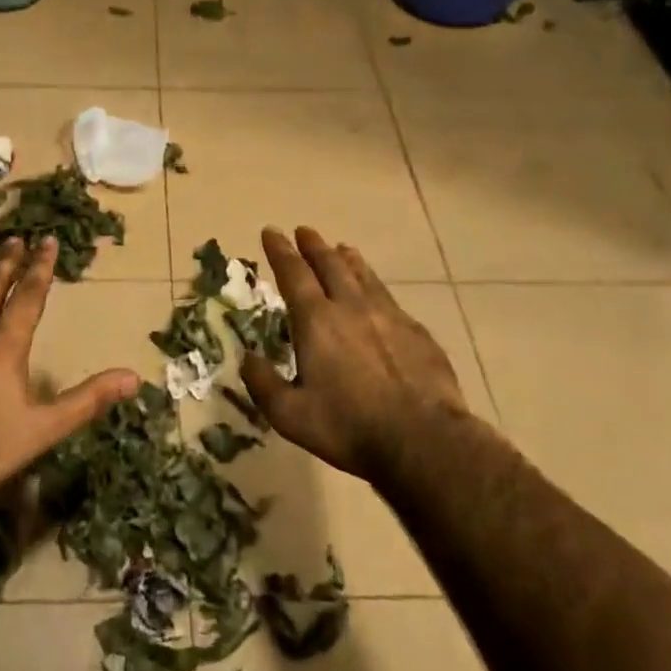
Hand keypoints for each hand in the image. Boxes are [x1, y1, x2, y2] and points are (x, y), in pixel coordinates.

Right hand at [240, 226, 470, 484]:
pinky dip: (374, 283)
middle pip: (329, 265)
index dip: (280, 251)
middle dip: (313, 246)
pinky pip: (388, 297)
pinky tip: (376, 291)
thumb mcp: (290, 414)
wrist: (424, 439)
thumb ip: (263, 383)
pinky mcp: (417, 332)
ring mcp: (388, 316)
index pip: (293, 274)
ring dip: (347, 259)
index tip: (271, 232)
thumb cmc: (349, 427)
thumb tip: (247, 357)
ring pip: (363, 276)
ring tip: (341, 248)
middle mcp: (351, 307)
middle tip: (304, 231)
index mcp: (316, 321)